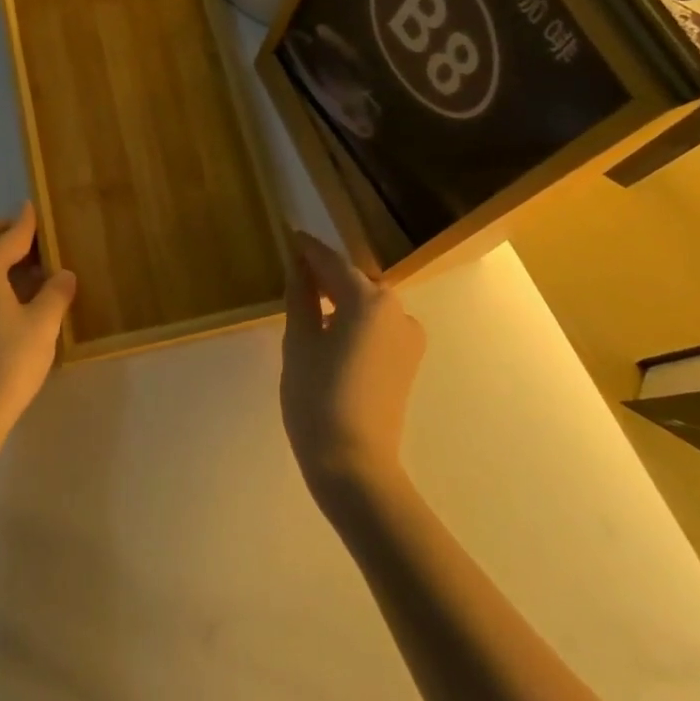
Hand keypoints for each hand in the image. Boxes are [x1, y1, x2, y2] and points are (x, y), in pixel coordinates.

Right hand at [281, 230, 425, 499]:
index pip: (333, 263)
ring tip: (310, 302)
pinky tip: (331, 331)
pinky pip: (377, 325)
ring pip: (368, 304)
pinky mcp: (408, 361)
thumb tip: (300, 266)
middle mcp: (397, 310)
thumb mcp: (300, 341)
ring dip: (341, 298)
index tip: (291, 234)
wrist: (355, 465)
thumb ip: (301, 296)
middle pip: (355, 281)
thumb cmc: (317, 397)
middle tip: (296, 269)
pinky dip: (354, 320)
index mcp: (369, 300)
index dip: (309, 249)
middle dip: (327, 274)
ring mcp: (408, 337)